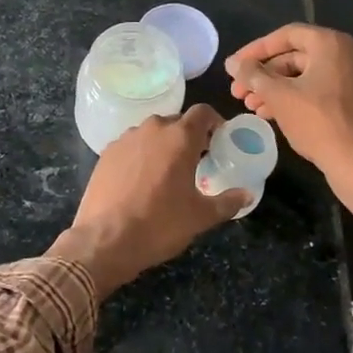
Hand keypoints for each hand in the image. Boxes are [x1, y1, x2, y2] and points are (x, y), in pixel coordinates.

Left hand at [48, 105, 248, 298]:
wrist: (105, 239)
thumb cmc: (160, 224)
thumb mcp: (200, 217)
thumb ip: (228, 202)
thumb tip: (247, 195)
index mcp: (180, 138)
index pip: (203, 112)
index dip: (215, 122)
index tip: (220, 139)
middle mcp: (153, 129)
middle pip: (177, 122)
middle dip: (189, 136)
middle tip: (197, 160)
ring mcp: (126, 138)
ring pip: (152, 132)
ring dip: (164, 144)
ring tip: (168, 171)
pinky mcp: (106, 152)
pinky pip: (132, 145)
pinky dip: (141, 154)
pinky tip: (141, 179)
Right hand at [225, 24, 352, 185]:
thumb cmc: (317, 122)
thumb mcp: (278, 95)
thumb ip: (253, 75)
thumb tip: (233, 63)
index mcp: (330, 43)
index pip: (285, 35)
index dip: (255, 50)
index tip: (235, 67)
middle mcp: (346, 53)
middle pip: (295, 56)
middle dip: (263, 75)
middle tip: (238, 91)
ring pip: (305, 75)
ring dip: (275, 88)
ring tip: (249, 106)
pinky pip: (318, 89)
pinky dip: (294, 97)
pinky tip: (270, 113)